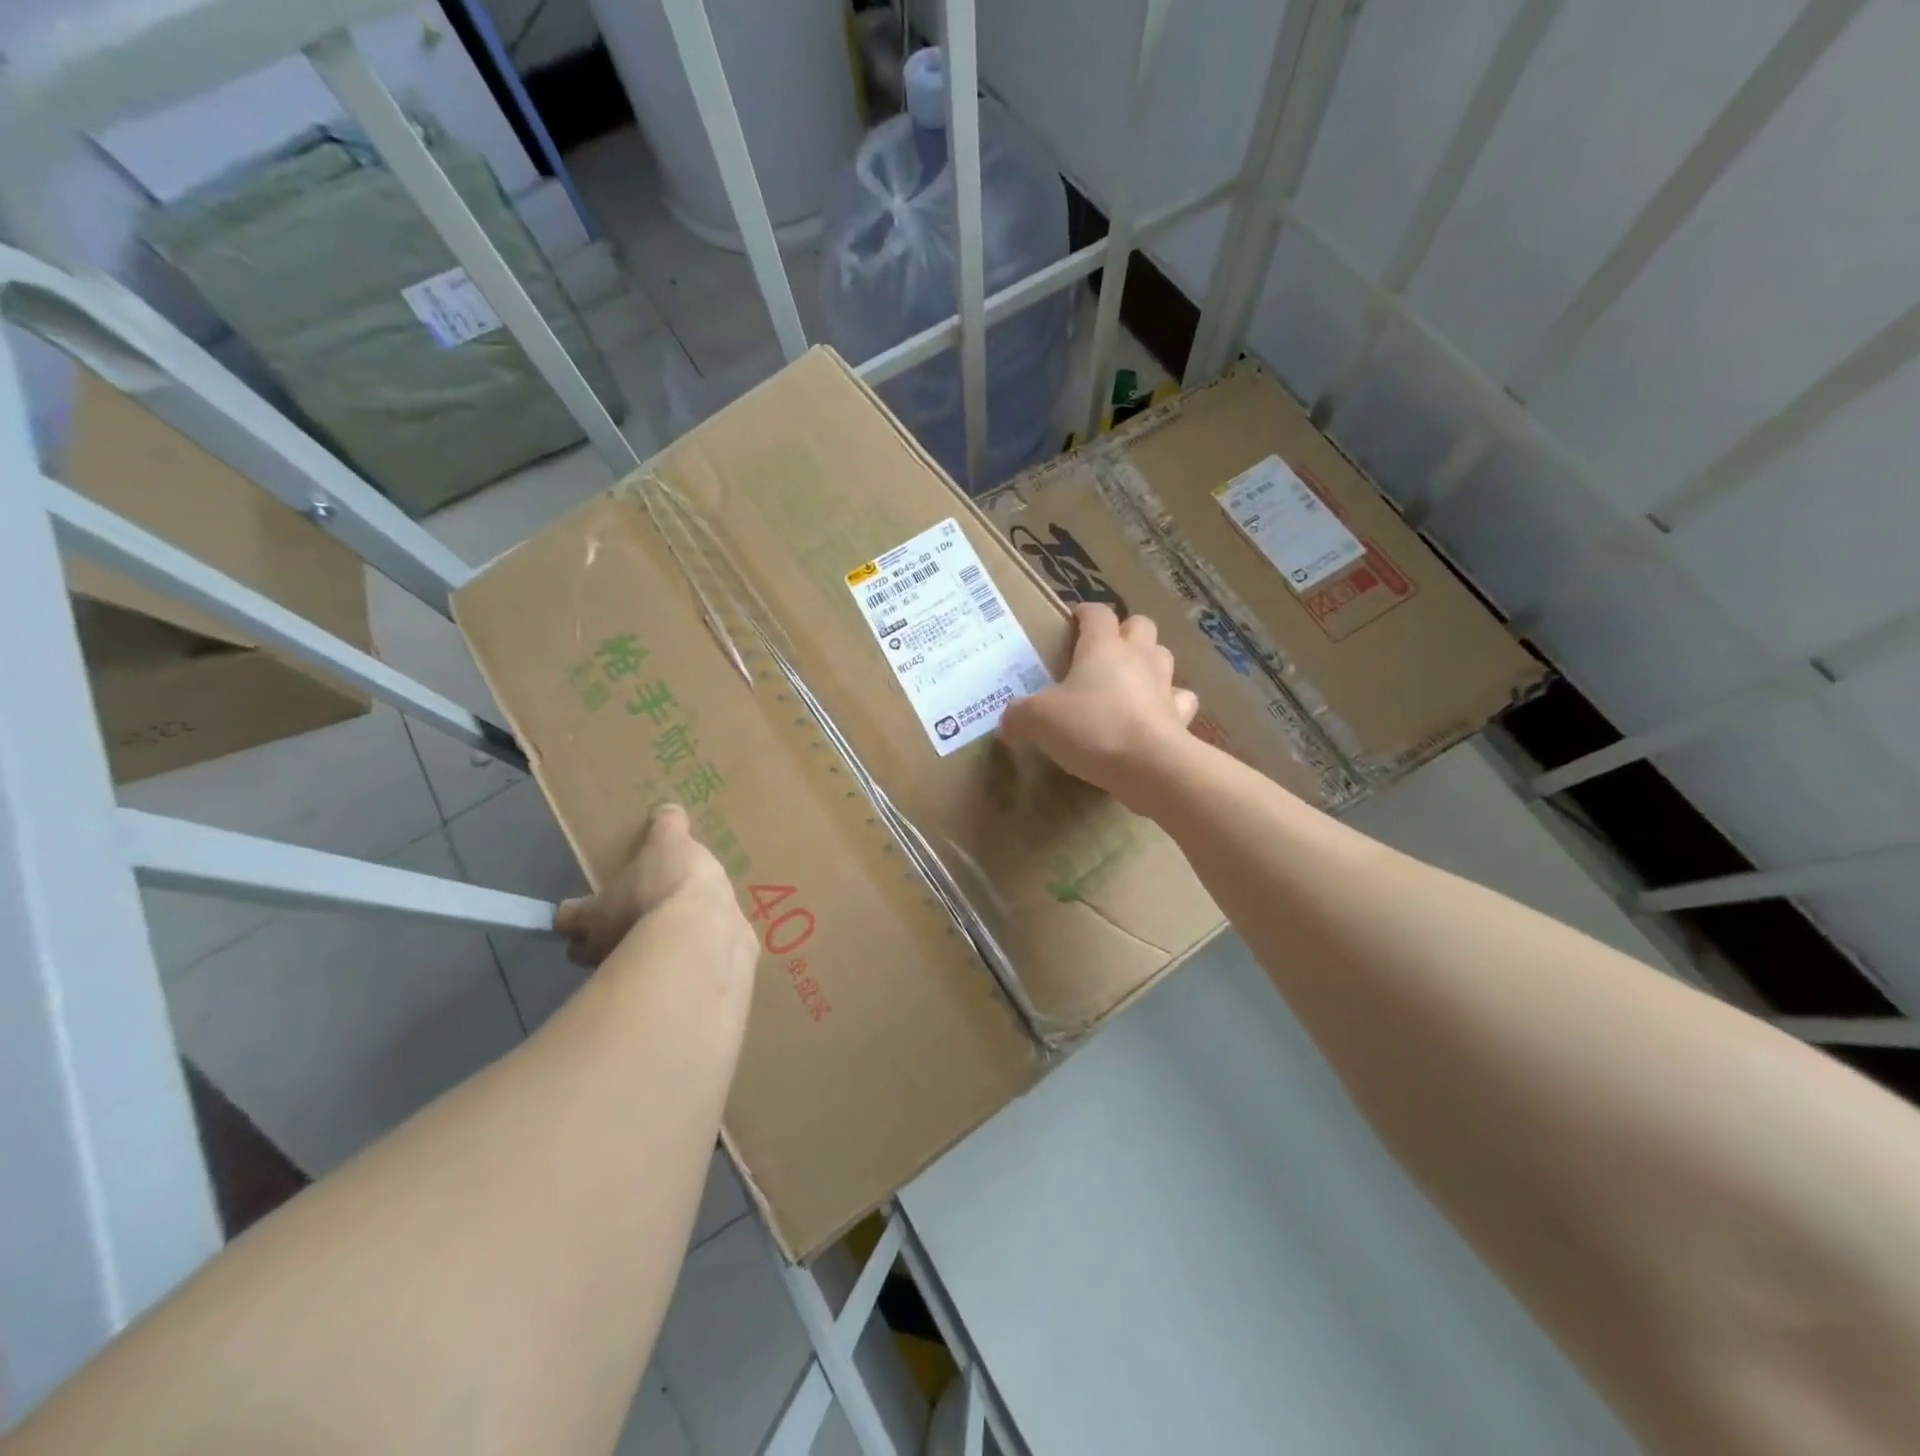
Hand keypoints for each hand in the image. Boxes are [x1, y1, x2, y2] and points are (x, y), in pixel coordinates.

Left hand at [555, 804, 753, 970]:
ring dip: (648, 947)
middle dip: (606, 936)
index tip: (584, 902)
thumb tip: (665, 812)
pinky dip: (685, 957)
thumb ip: (666, 827)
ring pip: (632, 962)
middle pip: (591, 949)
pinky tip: (706, 940)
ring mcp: (640, 974)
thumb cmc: (669, 886)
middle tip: (631, 913)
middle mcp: (607, 950)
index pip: (566, 919)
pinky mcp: (676, 984)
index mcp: (594, 916)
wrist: (705, 939)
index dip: (574, 911)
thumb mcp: (670, 841)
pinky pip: (674, 969)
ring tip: (676, 925)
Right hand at [999, 603, 1199, 810]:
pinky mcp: (1180, 716)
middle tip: (1102, 653)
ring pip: (1163, 656)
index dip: (1084, 613)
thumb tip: (1008, 722)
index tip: (1072, 622)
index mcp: (1103, 647)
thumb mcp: (1039, 720)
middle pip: (1140, 625)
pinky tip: (1155, 715)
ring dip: (1148, 662)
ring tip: (1129, 682)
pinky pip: (1179, 699)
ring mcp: (1165, 685)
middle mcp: (1138, 657)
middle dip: (1124, 631)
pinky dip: (1170, 703)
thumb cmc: (1092, 728)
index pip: (1097, 613)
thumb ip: (1019, 716)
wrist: (1150, 766)